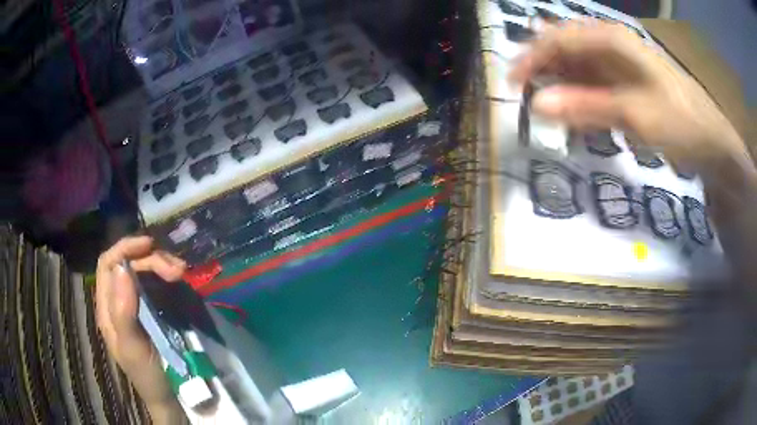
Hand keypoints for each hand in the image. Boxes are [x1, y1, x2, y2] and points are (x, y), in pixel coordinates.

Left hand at [96, 236, 187, 423]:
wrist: (169, 397)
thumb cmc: (147, 375)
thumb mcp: (132, 348)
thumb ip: (123, 312)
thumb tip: (122, 268)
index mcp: (106, 308)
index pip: (107, 264)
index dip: (124, 248)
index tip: (149, 244)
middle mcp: (118, 300)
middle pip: (128, 264)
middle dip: (151, 260)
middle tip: (177, 271)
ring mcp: (136, 304)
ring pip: (143, 271)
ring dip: (161, 265)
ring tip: (182, 272)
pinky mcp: (153, 310)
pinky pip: (157, 284)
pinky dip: (168, 277)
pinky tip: (180, 279)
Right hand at [508, 20, 746, 166]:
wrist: (713, 145)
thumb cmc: (680, 123)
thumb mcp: (634, 115)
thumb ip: (586, 107)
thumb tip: (537, 105)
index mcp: (612, 40)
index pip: (558, 39)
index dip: (532, 58)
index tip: (512, 85)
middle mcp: (613, 45)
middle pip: (566, 48)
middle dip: (544, 69)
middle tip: (527, 96)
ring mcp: (622, 65)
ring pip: (580, 66)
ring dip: (562, 85)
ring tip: (549, 108)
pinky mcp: (629, 84)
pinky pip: (596, 84)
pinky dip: (582, 97)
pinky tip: (578, 114)